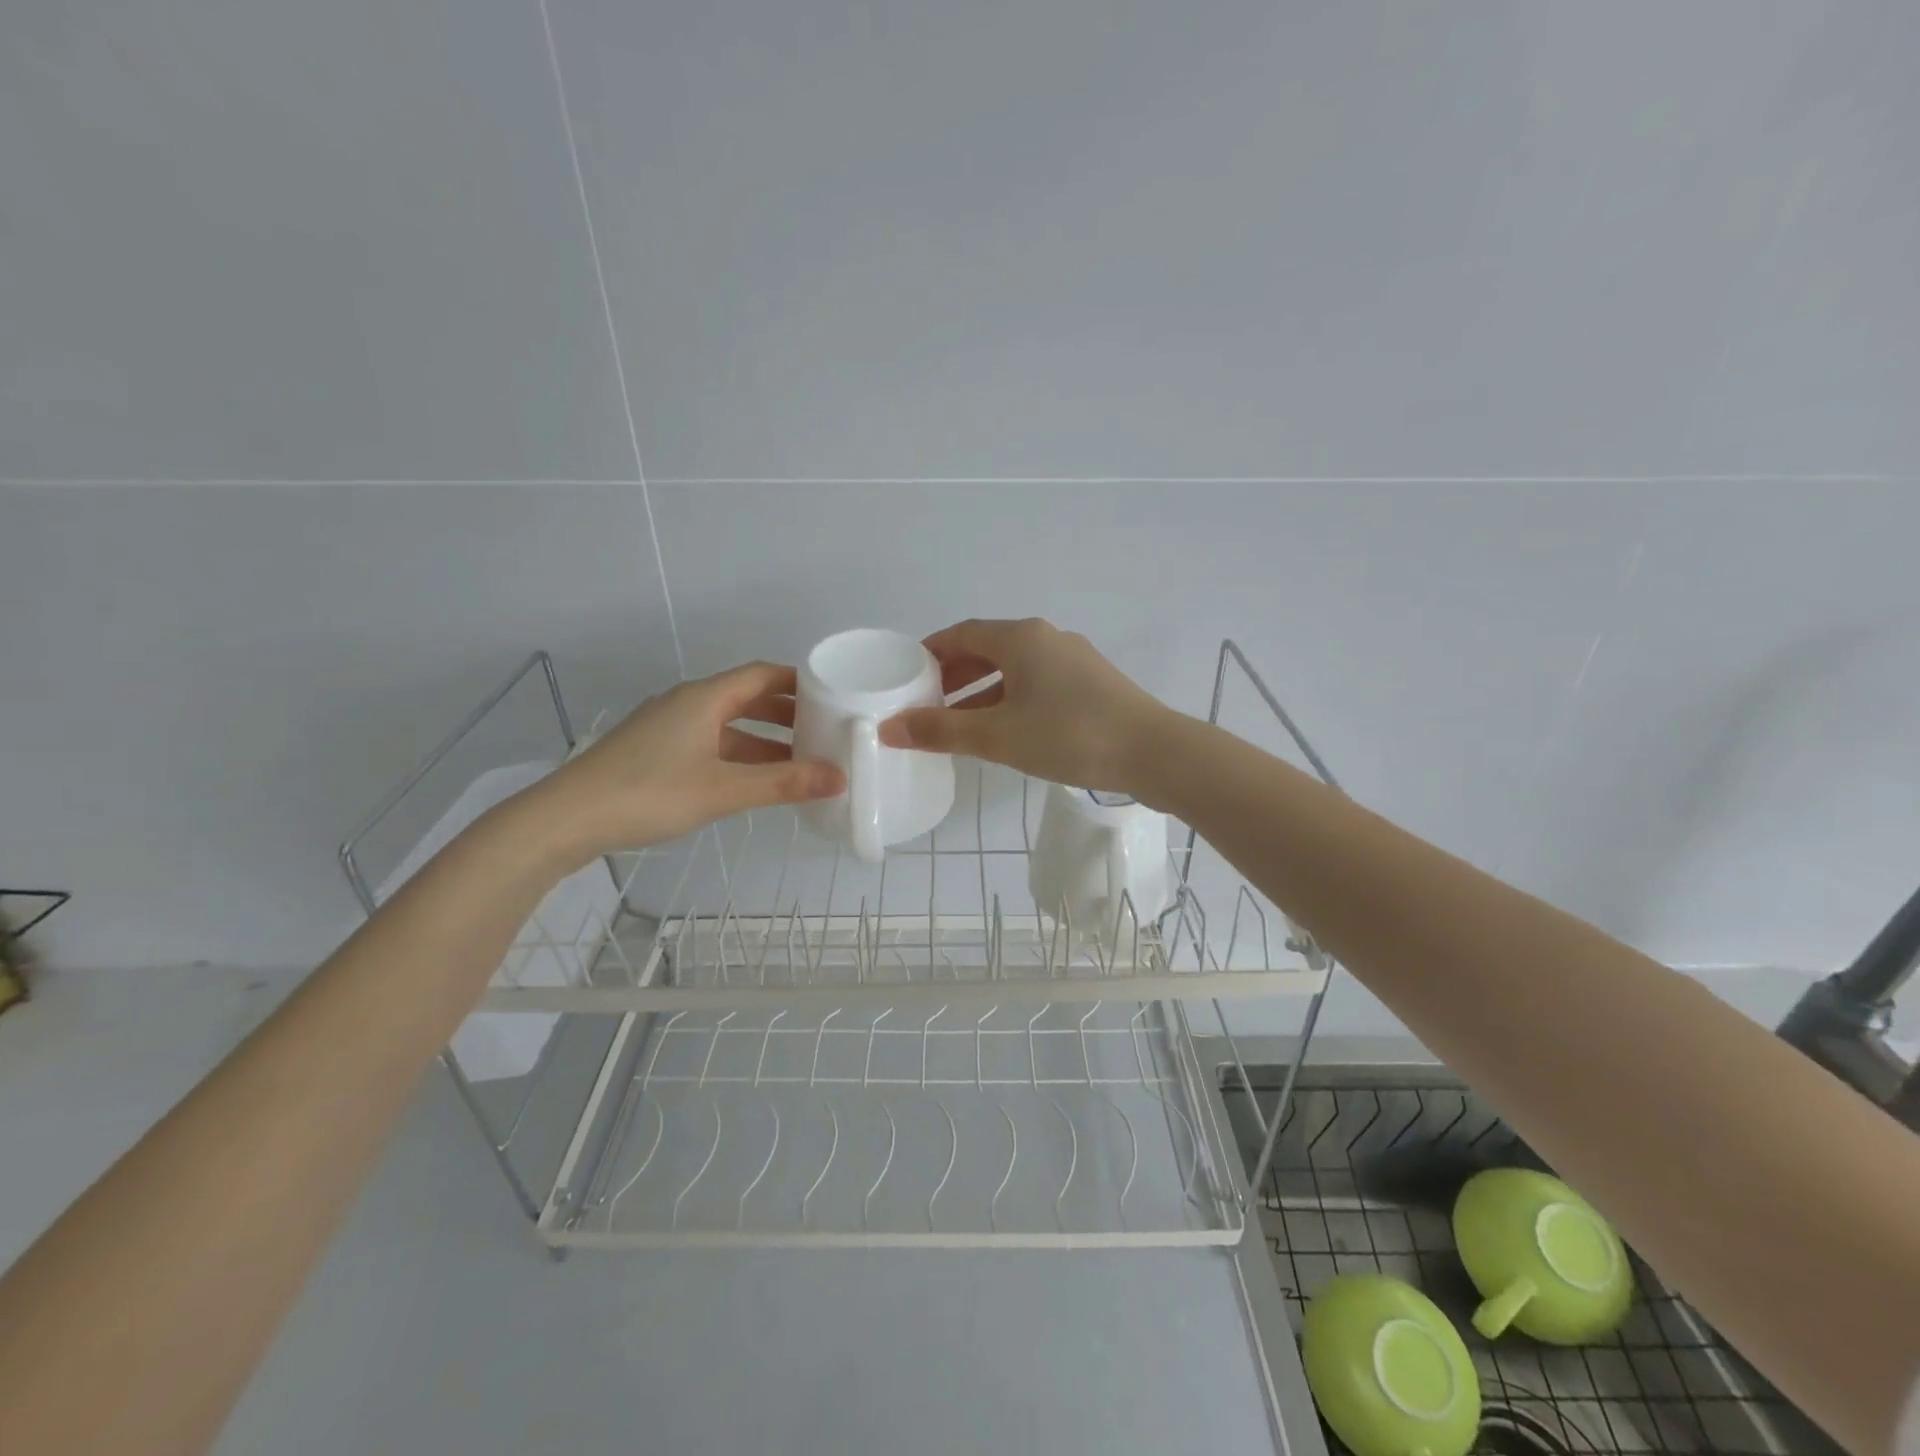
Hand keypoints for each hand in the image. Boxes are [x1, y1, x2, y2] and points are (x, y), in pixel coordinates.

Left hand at [542, 662, 844, 856]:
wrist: (566, 819)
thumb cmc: (648, 793)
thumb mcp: (723, 790)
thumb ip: (783, 784)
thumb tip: (839, 778)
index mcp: (704, 698)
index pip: (762, 675)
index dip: (799, 683)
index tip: (835, 697)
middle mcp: (687, 704)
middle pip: (747, 698)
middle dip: (787, 714)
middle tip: (825, 732)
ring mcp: (668, 729)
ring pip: (728, 725)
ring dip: (764, 740)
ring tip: (800, 761)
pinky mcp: (655, 753)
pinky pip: (710, 744)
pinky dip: (739, 757)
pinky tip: (755, 782)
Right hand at [878, 618, 1171, 794]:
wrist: (1153, 753)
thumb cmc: (1068, 735)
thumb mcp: (997, 736)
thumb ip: (941, 731)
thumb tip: (889, 728)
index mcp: (1020, 638)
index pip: (962, 633)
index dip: (930, 652)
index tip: (906, 675)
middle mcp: (1047, 639)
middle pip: (988, 649)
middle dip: (954, 675)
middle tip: (927, 703)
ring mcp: (1074, 660)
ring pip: (1014, 669)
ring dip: (982, 691)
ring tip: (959, 723)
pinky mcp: (1092, 685)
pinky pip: (1037, 684)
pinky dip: (1011, 700)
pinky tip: (1005, 731)